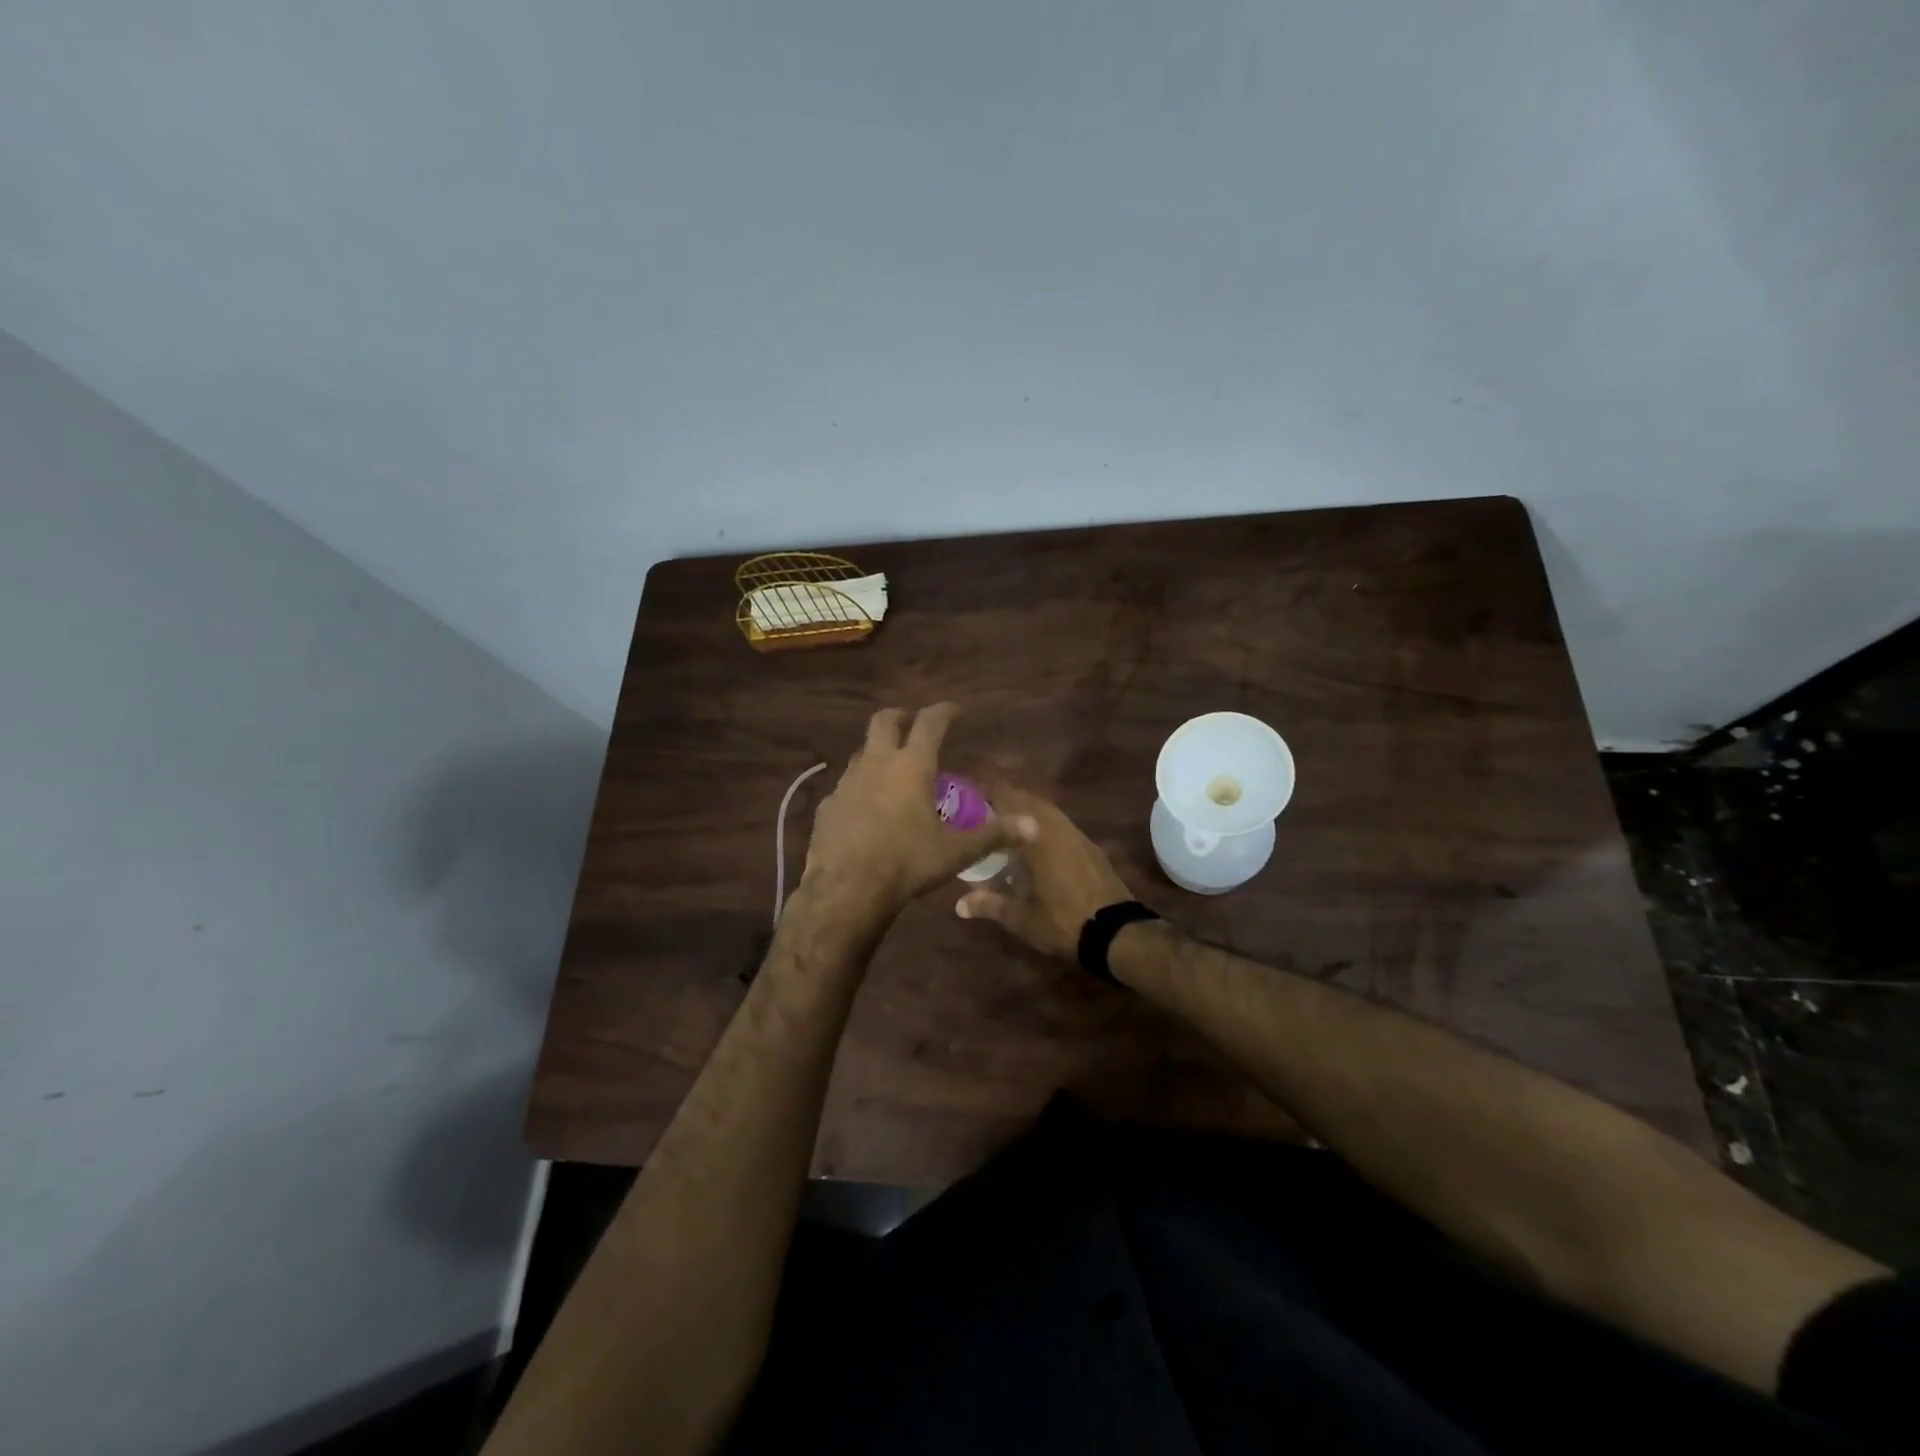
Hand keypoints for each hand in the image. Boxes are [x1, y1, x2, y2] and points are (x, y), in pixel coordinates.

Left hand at [800, 704, 1035, 924]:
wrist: (846, 889)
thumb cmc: (907, 862)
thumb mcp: (955, 851)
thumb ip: (993, 834)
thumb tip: (1033, 826)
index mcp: (911, 766)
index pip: (930, 722)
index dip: (944, 711)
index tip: (954, 709)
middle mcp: (876, 764)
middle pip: (884, 720)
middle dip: (901, 717)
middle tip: (913, 725)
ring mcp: (846, 782)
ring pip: (861, 751)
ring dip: (878, 752)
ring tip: (892, 769)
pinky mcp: (827, 805)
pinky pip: (845, 786)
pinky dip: (859, 787)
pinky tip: (866, 808)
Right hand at [954, 785, 1133, 958]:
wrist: (1116, 933)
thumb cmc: (1062, 921)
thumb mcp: (1021, 918)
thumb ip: (989, 905)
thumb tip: (959, 905)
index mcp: (1036, 836)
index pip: (1008, 798)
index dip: (987, 793)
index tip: (968, 798)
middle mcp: (1056, 826)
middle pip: (1028, 799)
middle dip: (1005, 802)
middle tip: (983, 815)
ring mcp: (1077, 835)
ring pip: (1047, 811)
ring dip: (1026, 813)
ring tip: (1006, 829)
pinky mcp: (1090, 847)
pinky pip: (1061, 825)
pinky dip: (1044, 826)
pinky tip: (1035, 846)